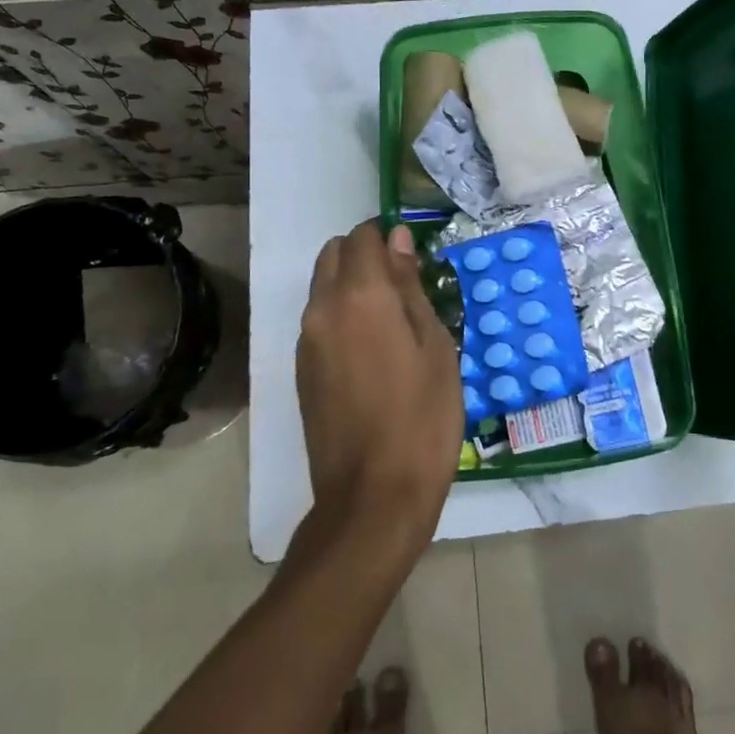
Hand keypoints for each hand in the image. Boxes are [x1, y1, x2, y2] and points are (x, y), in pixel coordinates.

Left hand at [296, 222, 461, 550]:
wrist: (373, 497)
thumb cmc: (421, 418)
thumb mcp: (434, 346)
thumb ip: (410, 286)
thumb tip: (398, 239)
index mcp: (361, 296)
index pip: (363, 237)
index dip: (388, 237)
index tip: (413, 259)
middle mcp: (323, 308)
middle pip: (334, 255)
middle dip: (364, 256)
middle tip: (403, 288)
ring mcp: (306, 341)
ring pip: (323, 287)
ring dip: (351, 286)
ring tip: (390, 323)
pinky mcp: (300, 370)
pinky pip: (318, 320)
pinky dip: (340, 316)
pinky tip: (371, 352)